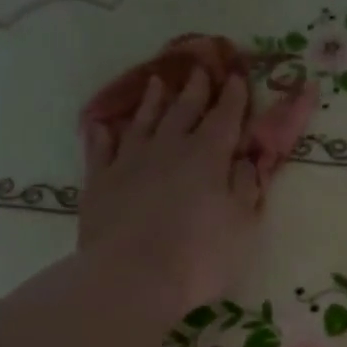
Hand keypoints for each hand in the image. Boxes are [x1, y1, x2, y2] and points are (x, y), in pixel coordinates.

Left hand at [79, 66, 268, 318]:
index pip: (224, 118)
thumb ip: (246, 188)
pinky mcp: (99, 182)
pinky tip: (104, 126)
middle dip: (195, 90)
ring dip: (152, 101)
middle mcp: (168, 148)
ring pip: (143, 121)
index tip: (237, 78)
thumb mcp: (242, 224)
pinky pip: (101, 148)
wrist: (133, 277)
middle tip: (200, 69)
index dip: (233, 98)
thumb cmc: (200, 255)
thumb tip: (245, 159)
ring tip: (157, 82)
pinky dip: (104, 134)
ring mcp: (129, 162)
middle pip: (183, 111)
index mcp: (208, 156)